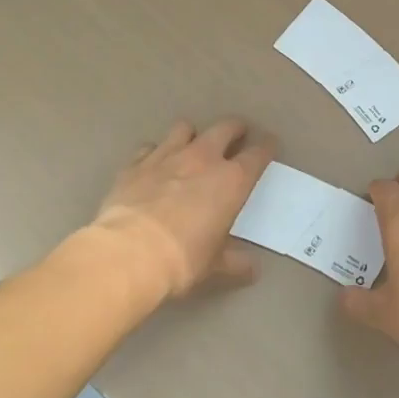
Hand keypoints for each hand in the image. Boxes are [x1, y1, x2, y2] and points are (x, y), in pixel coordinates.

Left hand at [92, 118, 276, 298]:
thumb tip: (252, 270)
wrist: (128, 254)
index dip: (266, 146)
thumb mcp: (213, 266)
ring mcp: (166, 156)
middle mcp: (202, 158)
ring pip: (185, 128)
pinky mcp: (135, 163)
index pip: (258, 154)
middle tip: (237, 134)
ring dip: (192, 135)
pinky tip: (153, 166)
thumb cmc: (182, 259)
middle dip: (234, 128)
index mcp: (231, 181)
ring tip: (191, 146)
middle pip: (225, 128)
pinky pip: (149, 147)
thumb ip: (235, 262)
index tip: (269, 144)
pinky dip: (155, 153)